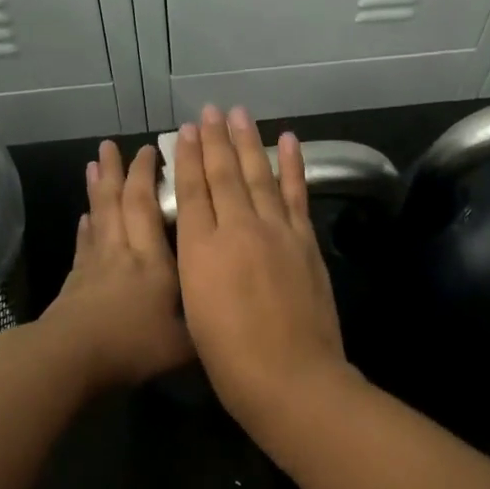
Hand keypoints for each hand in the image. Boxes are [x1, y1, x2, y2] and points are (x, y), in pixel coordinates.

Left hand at [41, 141, 192, 388]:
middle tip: (114, 145)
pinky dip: (86, 225)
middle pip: (118, 202)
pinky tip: (85, 216)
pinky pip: (83, 243)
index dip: (148, 177)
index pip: (148, 207)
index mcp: (153, 261)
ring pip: (98, 215)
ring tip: (94, 163)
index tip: (151, 150)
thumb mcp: (184, 343)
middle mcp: (124, 252)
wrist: (74, 357)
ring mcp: (95, 264)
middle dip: (119, 171)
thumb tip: (225, 309)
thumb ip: (204, 322)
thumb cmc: (133, 346)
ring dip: (97, 187)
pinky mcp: (76, 280)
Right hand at [173, 105, 354, 432]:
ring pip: (259, 176)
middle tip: (209, 111)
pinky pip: (296, 194)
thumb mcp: (194, 313)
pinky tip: (289, 141)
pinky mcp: (305, 241)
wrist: (290, 377)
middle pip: (224, 175)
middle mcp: (237, 229)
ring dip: (248, 143)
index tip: (184, 132)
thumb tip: (199, 241)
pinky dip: (292, 166)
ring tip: (239, 115)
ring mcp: (276, 232)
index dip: (187, 160)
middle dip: (214, 141)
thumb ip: (195, 268)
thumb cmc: (230, 359)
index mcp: (201, 250)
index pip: (192, 192)